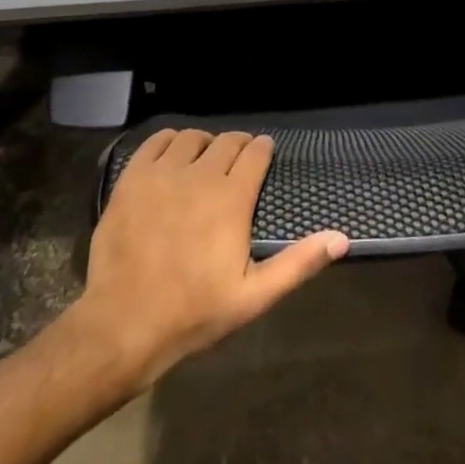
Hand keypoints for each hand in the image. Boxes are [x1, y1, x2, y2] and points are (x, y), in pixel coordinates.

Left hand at [74, 129, 348, 387]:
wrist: (123, 325)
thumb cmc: (193, 313)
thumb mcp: (253, 297)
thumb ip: (298, 263)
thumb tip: (341, 238)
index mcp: (231, 198)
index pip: (255, 154)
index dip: (263, 150)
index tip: (264, 154)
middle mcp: (200, 174)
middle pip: (226, 141)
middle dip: (238, 145)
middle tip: (238, 160)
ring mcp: (163, 173)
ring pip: (192, 138)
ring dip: (205, 143)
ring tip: (205, 160)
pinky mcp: (133, 177)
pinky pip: (156, 141)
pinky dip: (169, 141)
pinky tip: (172, 156)